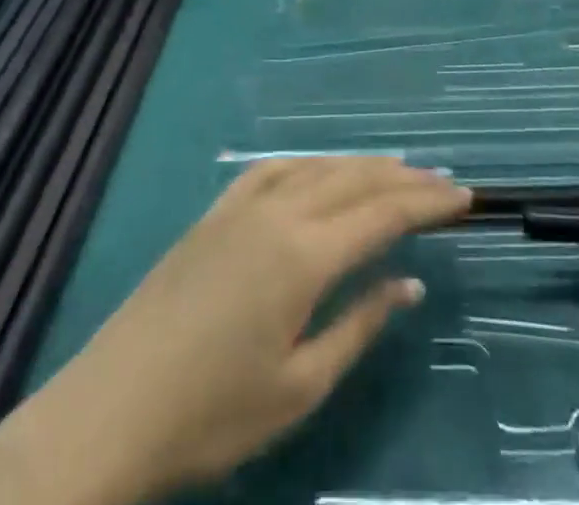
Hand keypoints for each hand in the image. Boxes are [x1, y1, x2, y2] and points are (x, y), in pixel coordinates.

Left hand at [0, 158, 469, 504]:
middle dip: (403, 177)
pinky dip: (308, 164)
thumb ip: (359, 325)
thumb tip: (407, 283)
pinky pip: (272, 170)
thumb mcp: (299, 386)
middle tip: (441, 182)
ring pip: (316, 167)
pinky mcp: (214, 212)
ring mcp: (242, 205)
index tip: (465, 196)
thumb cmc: (213, 413)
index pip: (383, 213)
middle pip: (354, 178)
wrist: (113, 408)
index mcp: (304, 254)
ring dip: (359, 165)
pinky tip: (316, 172)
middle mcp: (279, 212)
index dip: (428, 202)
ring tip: (392, 171)